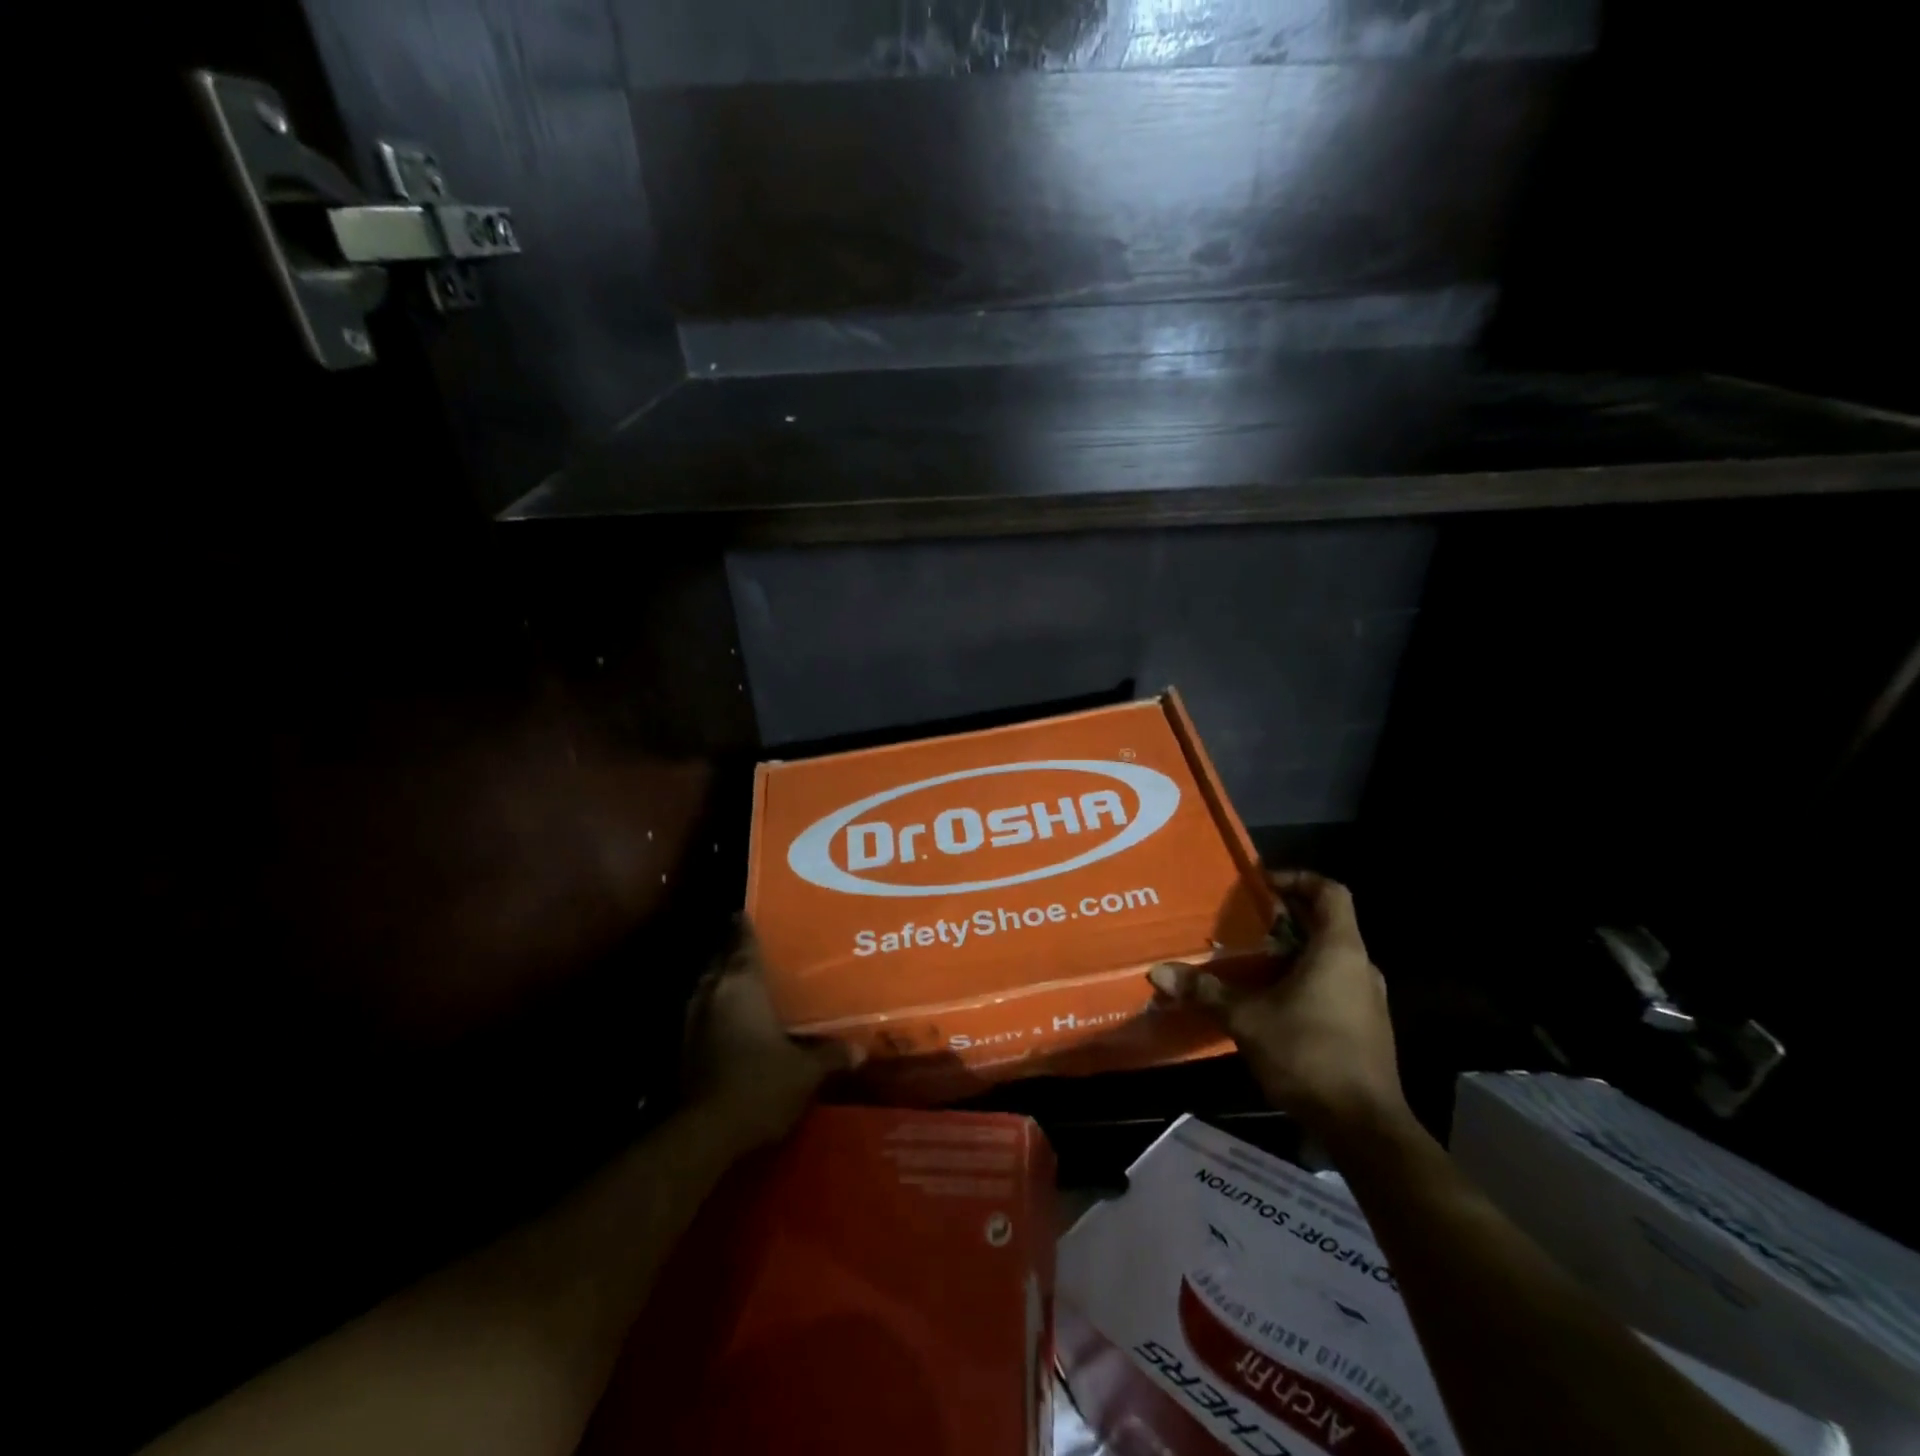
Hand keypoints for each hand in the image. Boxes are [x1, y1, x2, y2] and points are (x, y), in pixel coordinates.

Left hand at [684, 922, 856, 1152]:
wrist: (706, 1132)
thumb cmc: (760, 1084)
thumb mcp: (805, 1071)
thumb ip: (830, 1055)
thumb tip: (860, 1050)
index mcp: (742, 985)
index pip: (742, 942)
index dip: (745, 926)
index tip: (746, 911)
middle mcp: (713, 994)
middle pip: (719, 961)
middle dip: (732, 952)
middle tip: (753, 946)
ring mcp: (692, 1021)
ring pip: (706, 987)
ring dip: (720, 981)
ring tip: (742, 980)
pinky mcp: (682, 1049)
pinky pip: (701, 1014)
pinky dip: (714, 1010)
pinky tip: (729, 1021)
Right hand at [1149, 871, 1406, 1135]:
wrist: (1364, 1128)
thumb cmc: (1309, 1054)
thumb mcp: (1247, 1019)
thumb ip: (1206, 991)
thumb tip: (1158, 972)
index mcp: (1339, 950)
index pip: (1329, 892)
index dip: (1298, 879)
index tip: (1262, 885)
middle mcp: (1360, 966)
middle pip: (1326, 923)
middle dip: (1284, 919)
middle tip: (1242, 922)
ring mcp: (1367, 999)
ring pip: (1328, 958)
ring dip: (1292, 953)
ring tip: (1249, 960)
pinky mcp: (1366, 1027)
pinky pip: (1333, 986)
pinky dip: (1303, 981)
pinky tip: (1269, 1001)